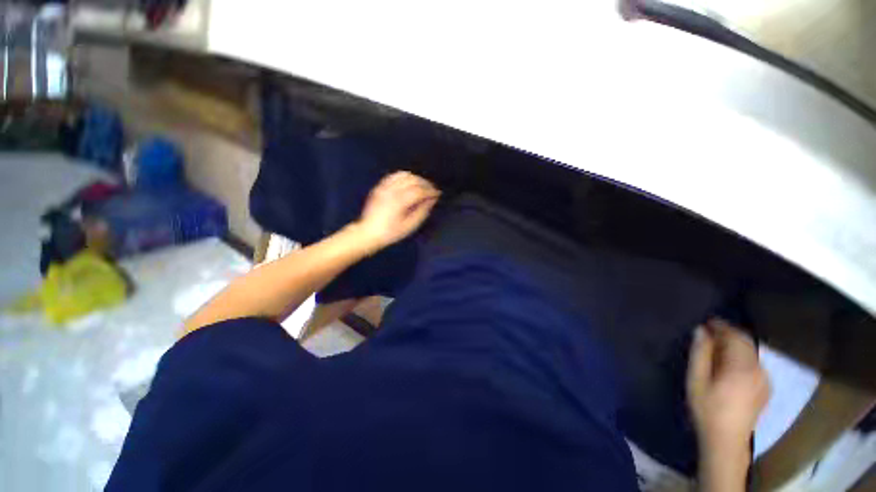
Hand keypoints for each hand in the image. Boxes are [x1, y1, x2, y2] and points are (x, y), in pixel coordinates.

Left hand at [354, 171, 440, 252]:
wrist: (368, 232)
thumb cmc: (391, 233)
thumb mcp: (410, 226)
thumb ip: (422, 211)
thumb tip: (432, 200)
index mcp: (400, 201)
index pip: (419, 190)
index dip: (430, 191)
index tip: (438, 194)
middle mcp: (392, 190)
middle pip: (413, 180)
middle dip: (425, 183)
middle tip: (432, 190)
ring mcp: (384, 187)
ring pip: (404, 174)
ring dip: (416, 178)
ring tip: (422, 186)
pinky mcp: (380, 187)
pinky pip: (394, 175)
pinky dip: (404, 177)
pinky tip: (409, 183)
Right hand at [687, 319, 769, 459]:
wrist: (726, 440)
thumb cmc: (707, 407)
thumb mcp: (697, 379)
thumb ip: (700, 353)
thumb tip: (701, 330)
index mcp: (742, 367)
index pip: (735, 337)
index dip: (721, 326)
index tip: (706, 321)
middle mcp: (758, 370)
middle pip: (746, 343)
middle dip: (729, 334)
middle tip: (709, 331)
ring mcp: (764, 380)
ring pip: (751, 353)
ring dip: (735, 345)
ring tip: (717, 347)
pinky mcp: (765, 389)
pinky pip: (755, 364)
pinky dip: (742, 357)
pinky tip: (730, 365)